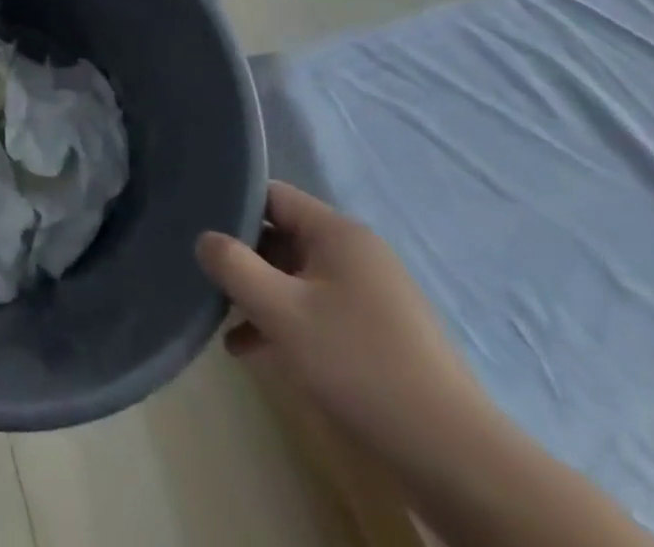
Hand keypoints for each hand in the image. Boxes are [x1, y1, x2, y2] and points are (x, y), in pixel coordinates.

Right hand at [196, 181, 495, 471]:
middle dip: (242, 259)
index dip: (232, 209)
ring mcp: (370, 292)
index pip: (271, 196)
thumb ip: (234, 266)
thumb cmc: (360, 366)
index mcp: (337, 232)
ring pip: (296, 277)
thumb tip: (204, 238)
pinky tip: (255, 352)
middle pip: (281, 236)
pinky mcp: (377, 331)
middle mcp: (355, 252)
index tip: (198, 232)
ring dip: (260, 296)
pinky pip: (317, 308)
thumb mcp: (282, 313)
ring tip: (224, 325)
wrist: (455, 457)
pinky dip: (285, 322)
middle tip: (205, 282)